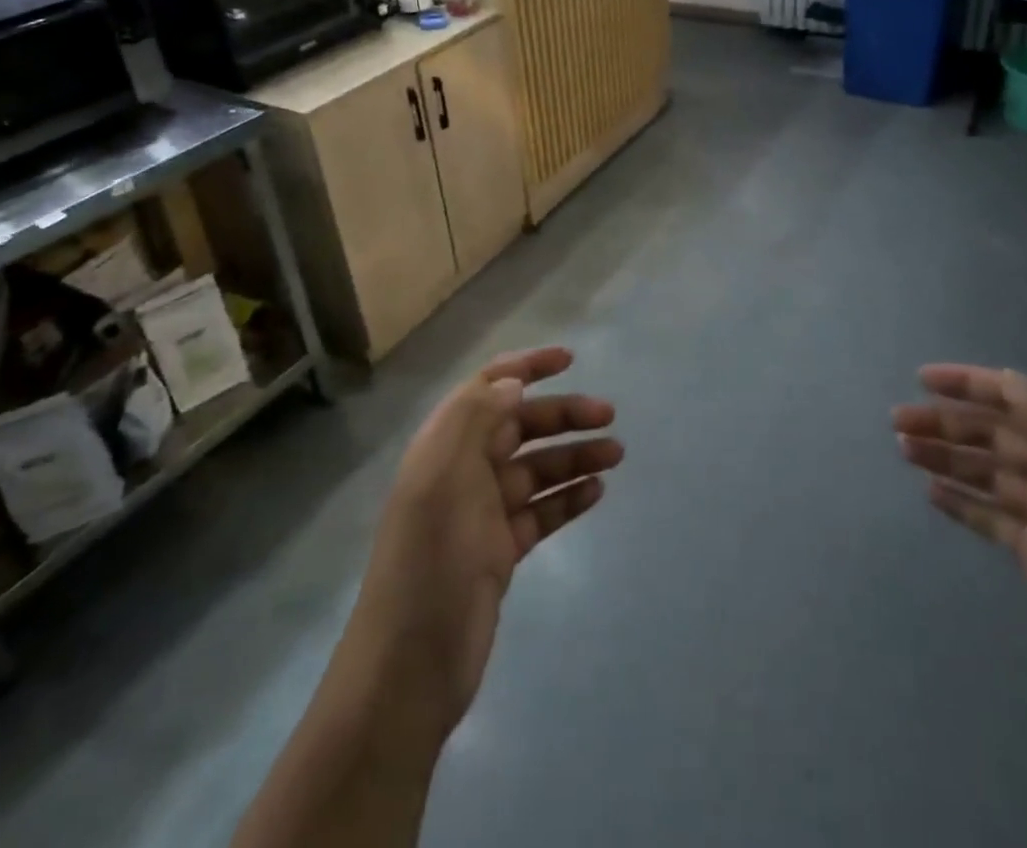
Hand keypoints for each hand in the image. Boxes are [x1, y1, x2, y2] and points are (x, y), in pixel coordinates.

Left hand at [351, 347, 621, 736]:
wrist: (410, 666)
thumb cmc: (429, 560)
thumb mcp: (444, 476)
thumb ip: (475, 418)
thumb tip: (512, 381)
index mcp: (444, 445)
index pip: (487, 388)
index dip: (525, 366)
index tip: (569, 359)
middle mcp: (463, 470)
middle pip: (519, 426)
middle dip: (562, 414)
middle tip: (609, 416)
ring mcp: (483, 513)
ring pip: (536, 469)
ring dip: (573, 456)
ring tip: (617, 453)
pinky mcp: (500, 550)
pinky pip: (541, 511)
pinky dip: (567, 497)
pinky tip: (596, 491)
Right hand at [894, 365, 1026, 722]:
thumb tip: (1009, 380)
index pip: (1018, 400)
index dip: (971, 384)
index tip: (923, 380)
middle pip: (993, 435)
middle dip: (946, 422)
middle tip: (897, 421)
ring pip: (985, 472)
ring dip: (945, 456)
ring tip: (904, 451)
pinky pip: (988, 515)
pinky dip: (959, 500)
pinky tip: (929, 492)